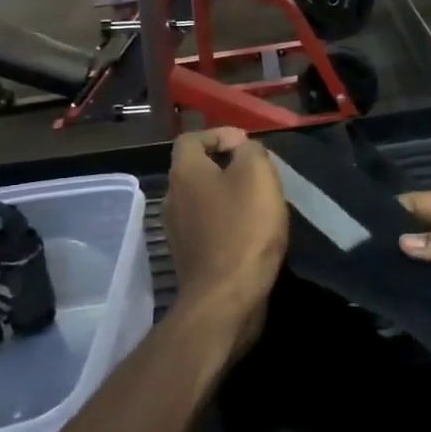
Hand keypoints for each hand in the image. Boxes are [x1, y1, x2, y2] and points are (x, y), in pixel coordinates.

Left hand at [164, 128, 288, 348]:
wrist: (226, 297)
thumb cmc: (243, 228)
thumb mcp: (257, 175)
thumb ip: (250, 151)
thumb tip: (241, 148)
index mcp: (184, 173)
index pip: (190, 139)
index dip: (218, 134)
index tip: (247, 144)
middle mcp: (172, 198)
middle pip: (195, 169)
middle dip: (225, 165)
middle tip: (257, 172)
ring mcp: (177, 231)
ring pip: (202, 200)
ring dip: (227, 195)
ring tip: (258, 201)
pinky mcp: (189, 257)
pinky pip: (207, 227)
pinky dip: (226, 222)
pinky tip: (250, 232)